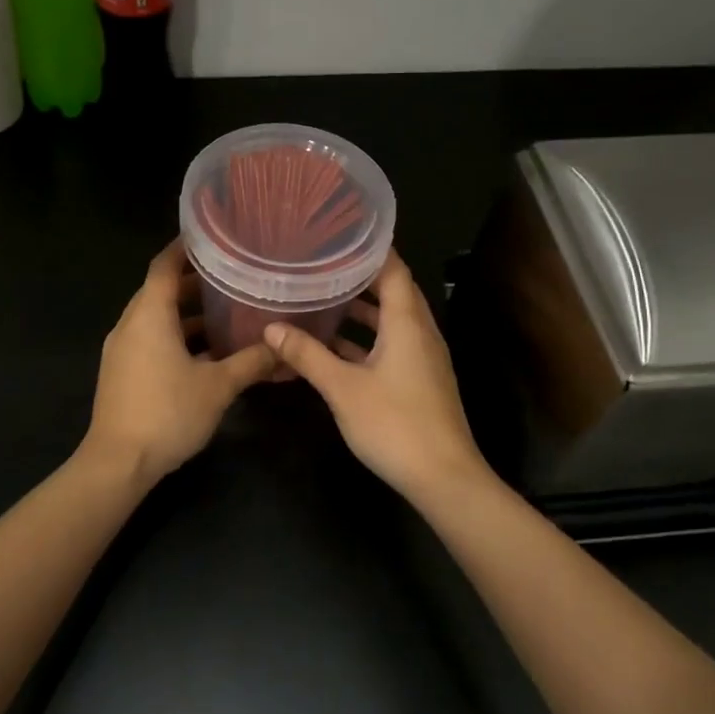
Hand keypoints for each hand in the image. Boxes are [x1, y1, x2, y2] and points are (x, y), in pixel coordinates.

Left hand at [84, 238, 276, 487]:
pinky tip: (208, 350)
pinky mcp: (123, 371)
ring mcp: (123, 349)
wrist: (118, 463)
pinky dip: (177, 335)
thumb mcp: (218, 386)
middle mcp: (131, 324)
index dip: (185, 247)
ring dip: (187, 312)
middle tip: (232, 272)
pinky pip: (152, 339)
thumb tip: (284, 347)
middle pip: (160, 289)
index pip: (163, 264)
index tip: (212, 235)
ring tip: (227, 308)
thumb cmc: (167, 413)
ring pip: (157, 317)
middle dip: (194, 280)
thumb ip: (252, 362)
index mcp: (149, 315)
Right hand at [263, 252, 489, 502]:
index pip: (393, 269)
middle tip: (321, 264)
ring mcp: (422, 358)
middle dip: (359, 277)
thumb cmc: (394, 424)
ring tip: (323, 299)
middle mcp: (420, 332)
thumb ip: (307, 355)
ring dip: (361, 310)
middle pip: (393, 291)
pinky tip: (334, 348)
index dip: (369, 249)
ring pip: (391, 321)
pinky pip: (392, 345)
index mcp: (407, 323)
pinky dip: (366, 340)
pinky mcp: (419, 380)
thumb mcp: (342, 388)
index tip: (338, 235)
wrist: (443, 478)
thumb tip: (271, 328)